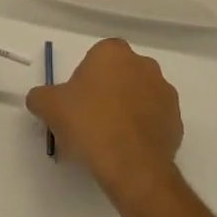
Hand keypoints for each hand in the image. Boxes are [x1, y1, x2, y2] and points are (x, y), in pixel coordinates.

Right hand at [26, 39, 182, 205]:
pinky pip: (154, 119)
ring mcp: (165, 93)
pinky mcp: (177, 120)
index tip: (76, 100)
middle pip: (120, 74)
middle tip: (90, 118)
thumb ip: (40, 96)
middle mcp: (144, 65)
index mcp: (113, 53)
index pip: (97, 56)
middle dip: (108, 91)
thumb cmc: (88, 123)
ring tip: (109, 137)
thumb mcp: (48, 106)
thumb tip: (40, 99)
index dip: (85, 78)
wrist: (130, 164)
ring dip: (127, 109)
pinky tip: (127, 148)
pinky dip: (142, 129)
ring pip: (140, 96)